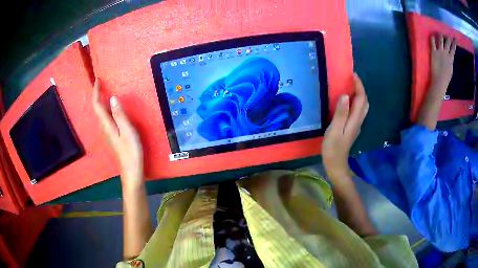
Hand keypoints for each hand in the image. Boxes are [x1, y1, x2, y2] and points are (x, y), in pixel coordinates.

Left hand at [92, 79, 143, 185]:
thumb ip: (119, 114)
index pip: (97, 105)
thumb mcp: (127, 130)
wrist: (131, 169)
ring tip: (105, 90)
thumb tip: (112, 98)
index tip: (98, 80)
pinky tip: (112, 107)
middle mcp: (104, 127)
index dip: (96, 92)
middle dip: (97, 94)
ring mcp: (107, 131)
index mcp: (107, 124)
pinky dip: (106, 108)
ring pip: (101, 113)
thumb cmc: (131, 150)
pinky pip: (106, 117)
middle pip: (97, 108)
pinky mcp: (112, 134)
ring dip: (101, 100)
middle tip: (101, 83)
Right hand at [322, 73, 368, 180]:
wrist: (336, 165)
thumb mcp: (335, 130)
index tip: (352, 75)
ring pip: (363, 107)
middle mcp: (358, 121)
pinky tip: (347, 101)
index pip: (361, 99)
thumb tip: (346, 95)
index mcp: (355, 120)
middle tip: (352, 80)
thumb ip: (341, 113)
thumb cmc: (333, 148)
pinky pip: (357, 111)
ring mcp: (356, 125)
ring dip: (359, 95)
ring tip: (350, 87)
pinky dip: (355, 102)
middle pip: (365, 102)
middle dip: (361, 89)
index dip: (359, 86)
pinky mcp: (352, 128)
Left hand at [430, 34, 455, 91]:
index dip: (454, 43)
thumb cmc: (446, 78)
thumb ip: (450, 62)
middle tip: (447, 35)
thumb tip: (450, 57)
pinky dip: (432, 39)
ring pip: (440, 41)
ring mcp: (439, 52)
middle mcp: (445, 53)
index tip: (455, 38)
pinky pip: (432, 43)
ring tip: (440, 33)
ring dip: (440, 36)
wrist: (440, 81)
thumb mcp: (450, 69)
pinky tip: (432, 36)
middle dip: (447, 39)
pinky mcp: (434, 52)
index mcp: (450, 59)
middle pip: (447, 43)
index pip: (453, 49)